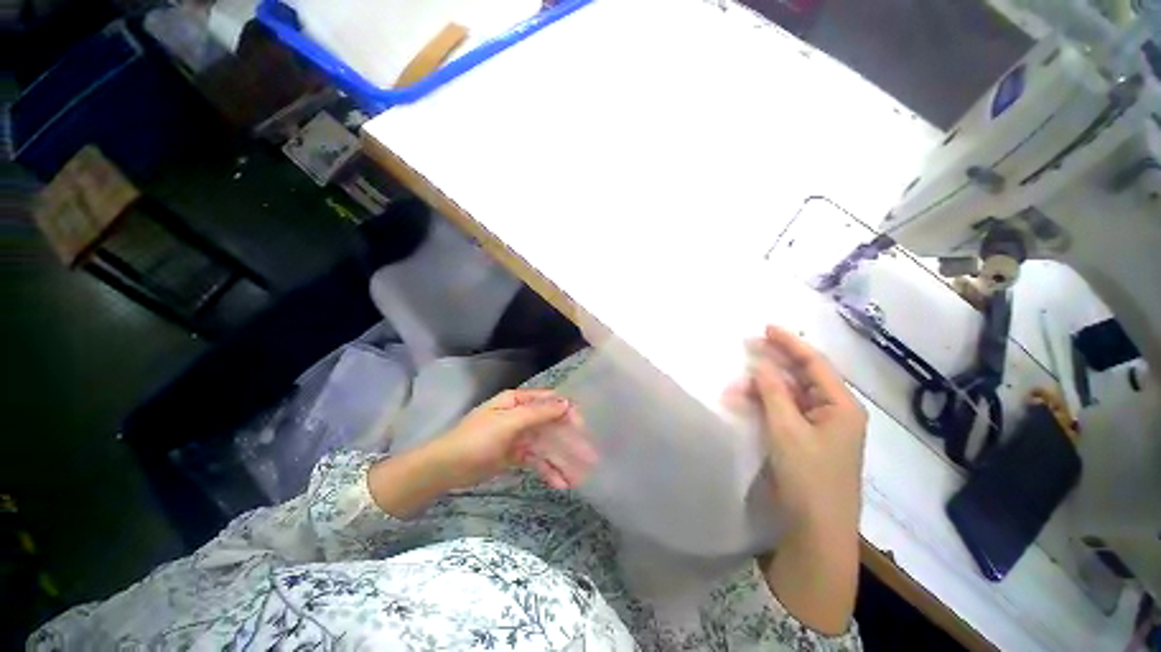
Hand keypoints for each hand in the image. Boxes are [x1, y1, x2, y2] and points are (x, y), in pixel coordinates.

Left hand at [425, 389, 594, 489]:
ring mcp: (518, 436)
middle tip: (590, 457)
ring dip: (562, 459)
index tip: (583, 428)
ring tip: (580, 477)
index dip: (568, 412)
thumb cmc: (476, 439)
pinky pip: (536, 460)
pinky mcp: (515, 455)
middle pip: (551, 425)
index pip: (549, 401)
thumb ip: (538, 413)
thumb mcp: (508, 423)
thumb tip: (567, 403)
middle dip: (570, 441)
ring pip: (546, 445)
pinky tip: (561, 483)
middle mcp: (521, 416)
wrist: (445, 469)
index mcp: (517, 401)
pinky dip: (548, 470)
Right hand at [729, 325, 867, 635]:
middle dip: (774, 362)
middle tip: (747, 347)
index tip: (766, 328)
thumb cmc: (809, 477)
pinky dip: (766, 404)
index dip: (790, 343)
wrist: (817, 530)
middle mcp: (834, 412)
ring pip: (790, 395)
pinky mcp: (806, 440)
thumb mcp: (787, 430)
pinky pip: (785, 412)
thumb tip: (760, 366)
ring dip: (764, 387)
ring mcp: (820, 427)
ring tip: (736, 386)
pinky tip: (746, 402)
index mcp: (841, 406)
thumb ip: (774, 393)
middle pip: (803, 377)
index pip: (814, 363)